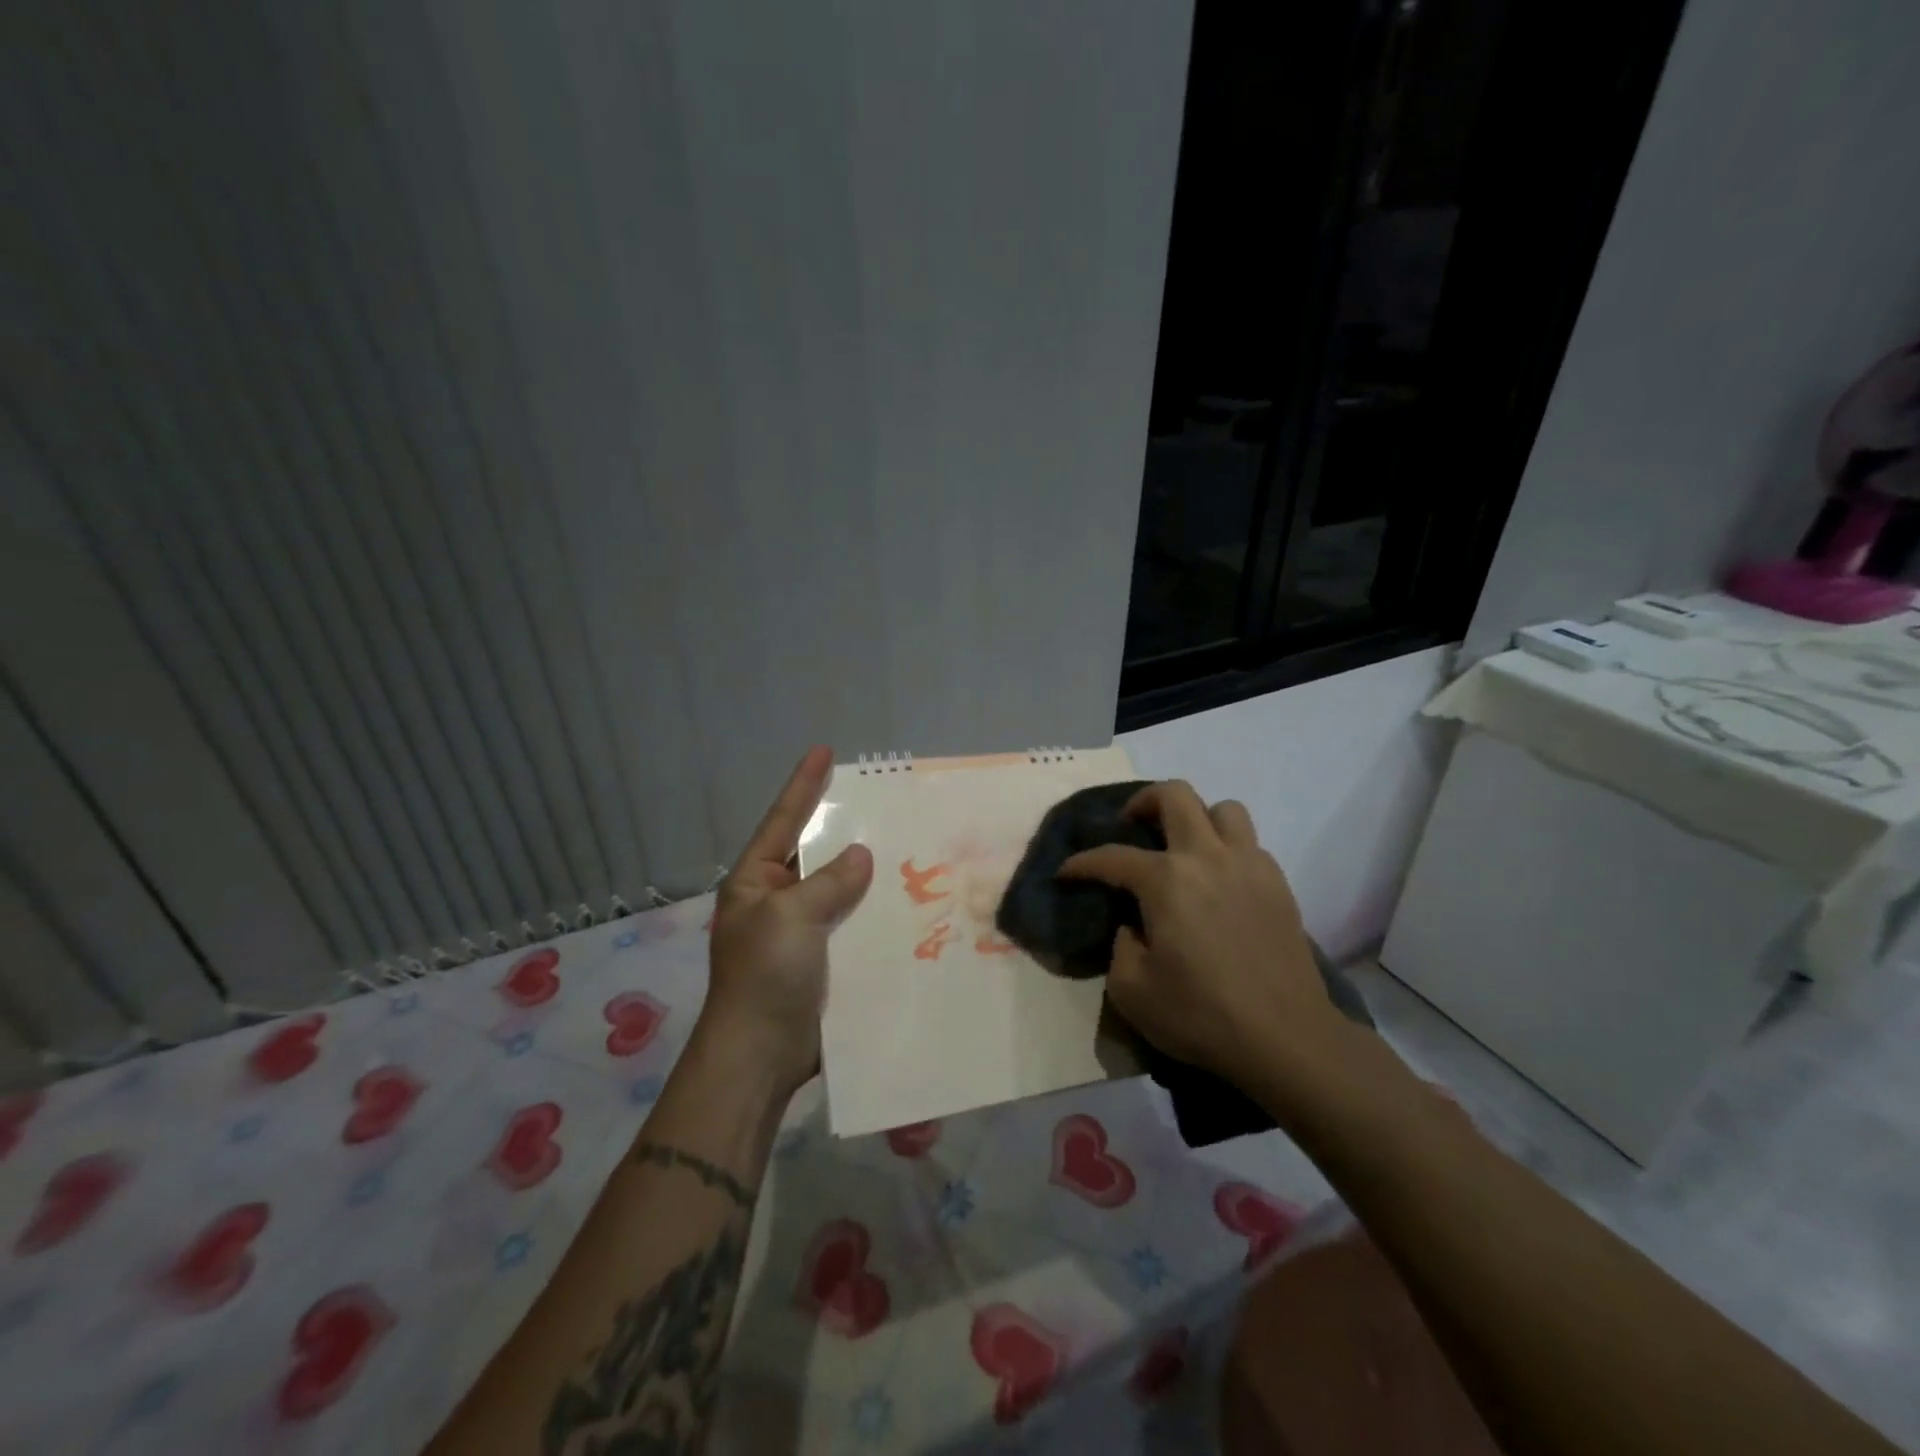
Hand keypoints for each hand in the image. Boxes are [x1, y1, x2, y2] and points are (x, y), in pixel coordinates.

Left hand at [702, 746, 872, 1096]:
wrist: (760, 1055)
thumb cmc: (765, 976)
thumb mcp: (791, 917)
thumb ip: (828, 882)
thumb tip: (861, 856)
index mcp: (755, 881)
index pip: (783, 820)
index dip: (804, 785)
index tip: (824, 751)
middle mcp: (776, 900)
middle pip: (813, 851)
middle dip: (841, 826)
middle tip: (876, 798)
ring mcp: (799, 932)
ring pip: (837, 888)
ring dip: (865, 871)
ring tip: (902, 842)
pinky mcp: (821, 960)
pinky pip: (850, 922)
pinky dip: (872, 909)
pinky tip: (904, 899)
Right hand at [1059, 781, 1350, 1087]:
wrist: (1286, 1039)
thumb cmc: (1201, 1015)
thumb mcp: (1131, 991)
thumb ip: (1120, 946)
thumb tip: (1134, 925)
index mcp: (1166, 880)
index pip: (1112, 857)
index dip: (1081, 863)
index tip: (1065, 872)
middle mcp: (1207, 858)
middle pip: (1175, 795)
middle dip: (1144, 801)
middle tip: (1132, 826)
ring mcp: (1249, 866)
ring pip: (1223, 810)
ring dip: (1197, 818)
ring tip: (1183, 847)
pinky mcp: (1279, 885)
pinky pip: (1250, 844)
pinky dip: (1228, 849)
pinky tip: (1219, 881)